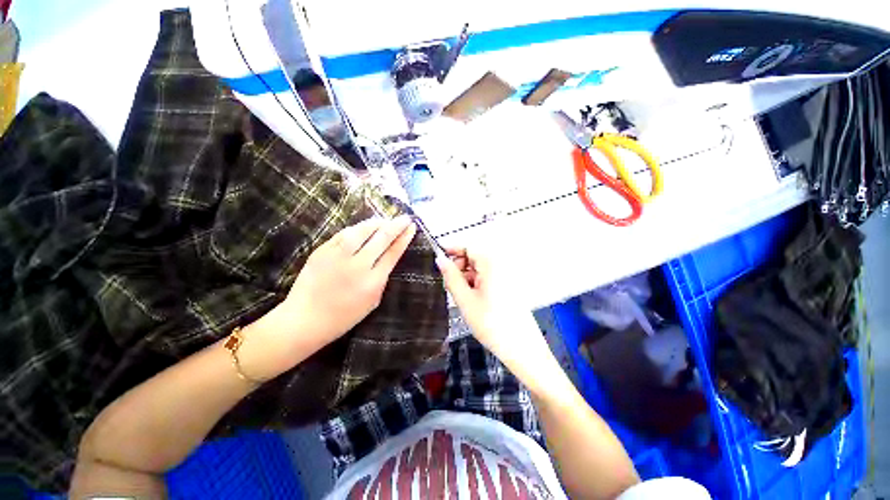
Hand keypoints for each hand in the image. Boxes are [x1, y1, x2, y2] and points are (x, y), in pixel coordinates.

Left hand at [240, 216, 416, 379]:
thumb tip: (386, 258)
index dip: (404, 238)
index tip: (411, 227)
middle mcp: (358, 266)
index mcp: (373, 281)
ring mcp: (338, 257)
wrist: (304, 320)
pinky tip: (363, 226)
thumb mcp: (372, 302)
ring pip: (361, 231)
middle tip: (404, 218)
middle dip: (396, 226)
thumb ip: (381, 279)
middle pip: (381, 239)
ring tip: (385, 219)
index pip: (393, 253)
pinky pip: (343, 234)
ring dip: (376, 223)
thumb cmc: (343, 316)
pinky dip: (356, 228)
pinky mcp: (322, 251)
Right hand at [436, 248, 545, 367]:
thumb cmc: (491, 323)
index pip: (468, 247)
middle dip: (458, 268)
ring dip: (466, 278)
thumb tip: (440, 259)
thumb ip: (451, 277)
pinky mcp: (508, 287)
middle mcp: (501, 266)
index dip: (452, 252)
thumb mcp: (465, 299)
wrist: (521, 348)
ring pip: (479, 270)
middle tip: (448, 285)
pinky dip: (476, 285)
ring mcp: (506, 277)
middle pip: (474, 258)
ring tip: (459, 296)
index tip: (438, 261)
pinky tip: (471, 300)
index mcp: (491, 264)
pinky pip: (487, 279)